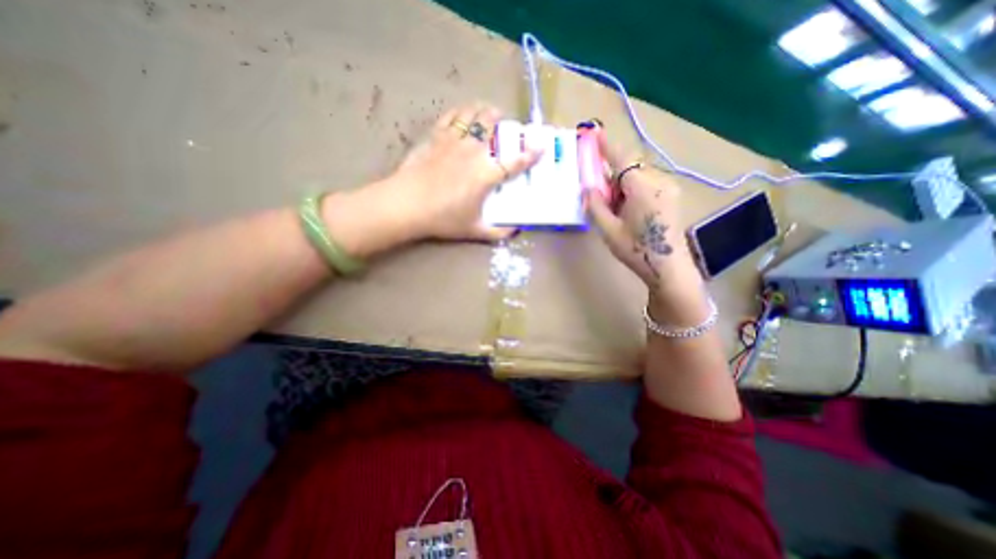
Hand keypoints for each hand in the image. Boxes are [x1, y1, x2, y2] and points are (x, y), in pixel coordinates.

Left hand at [384, 102, 541, 241]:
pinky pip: (452, 116)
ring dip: (484, 110)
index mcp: (486, 174)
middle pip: (492, 125)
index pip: (514, 161)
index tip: (541, 145)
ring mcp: (454, 140)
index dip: (530, 153)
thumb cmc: (443, 218)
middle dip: (503, 121)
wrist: (407, 204)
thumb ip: (497, 232)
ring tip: (487, 112)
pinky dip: (461, 111)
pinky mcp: (436, 136)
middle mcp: (474, 152)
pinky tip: (463, 114)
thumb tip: (514, 232)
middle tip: (505, 123)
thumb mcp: (473, 230)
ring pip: (473, 114)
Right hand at [584, 128, 707, 324]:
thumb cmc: (636, 250)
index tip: (593, 133)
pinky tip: (627, 209)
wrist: (669, 268)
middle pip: (630, 167)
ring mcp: (668, 188)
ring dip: (622, 183)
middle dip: (611, 174)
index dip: (606, 145)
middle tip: (598, 192)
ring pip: (638, 175)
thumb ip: (595, 205)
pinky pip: (647, 183)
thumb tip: (587, 187)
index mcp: (642, 187)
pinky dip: (632, 189)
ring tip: (613, 206)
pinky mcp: (671, 196)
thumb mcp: (608, 230)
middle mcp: (658, 181)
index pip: (622, 158)